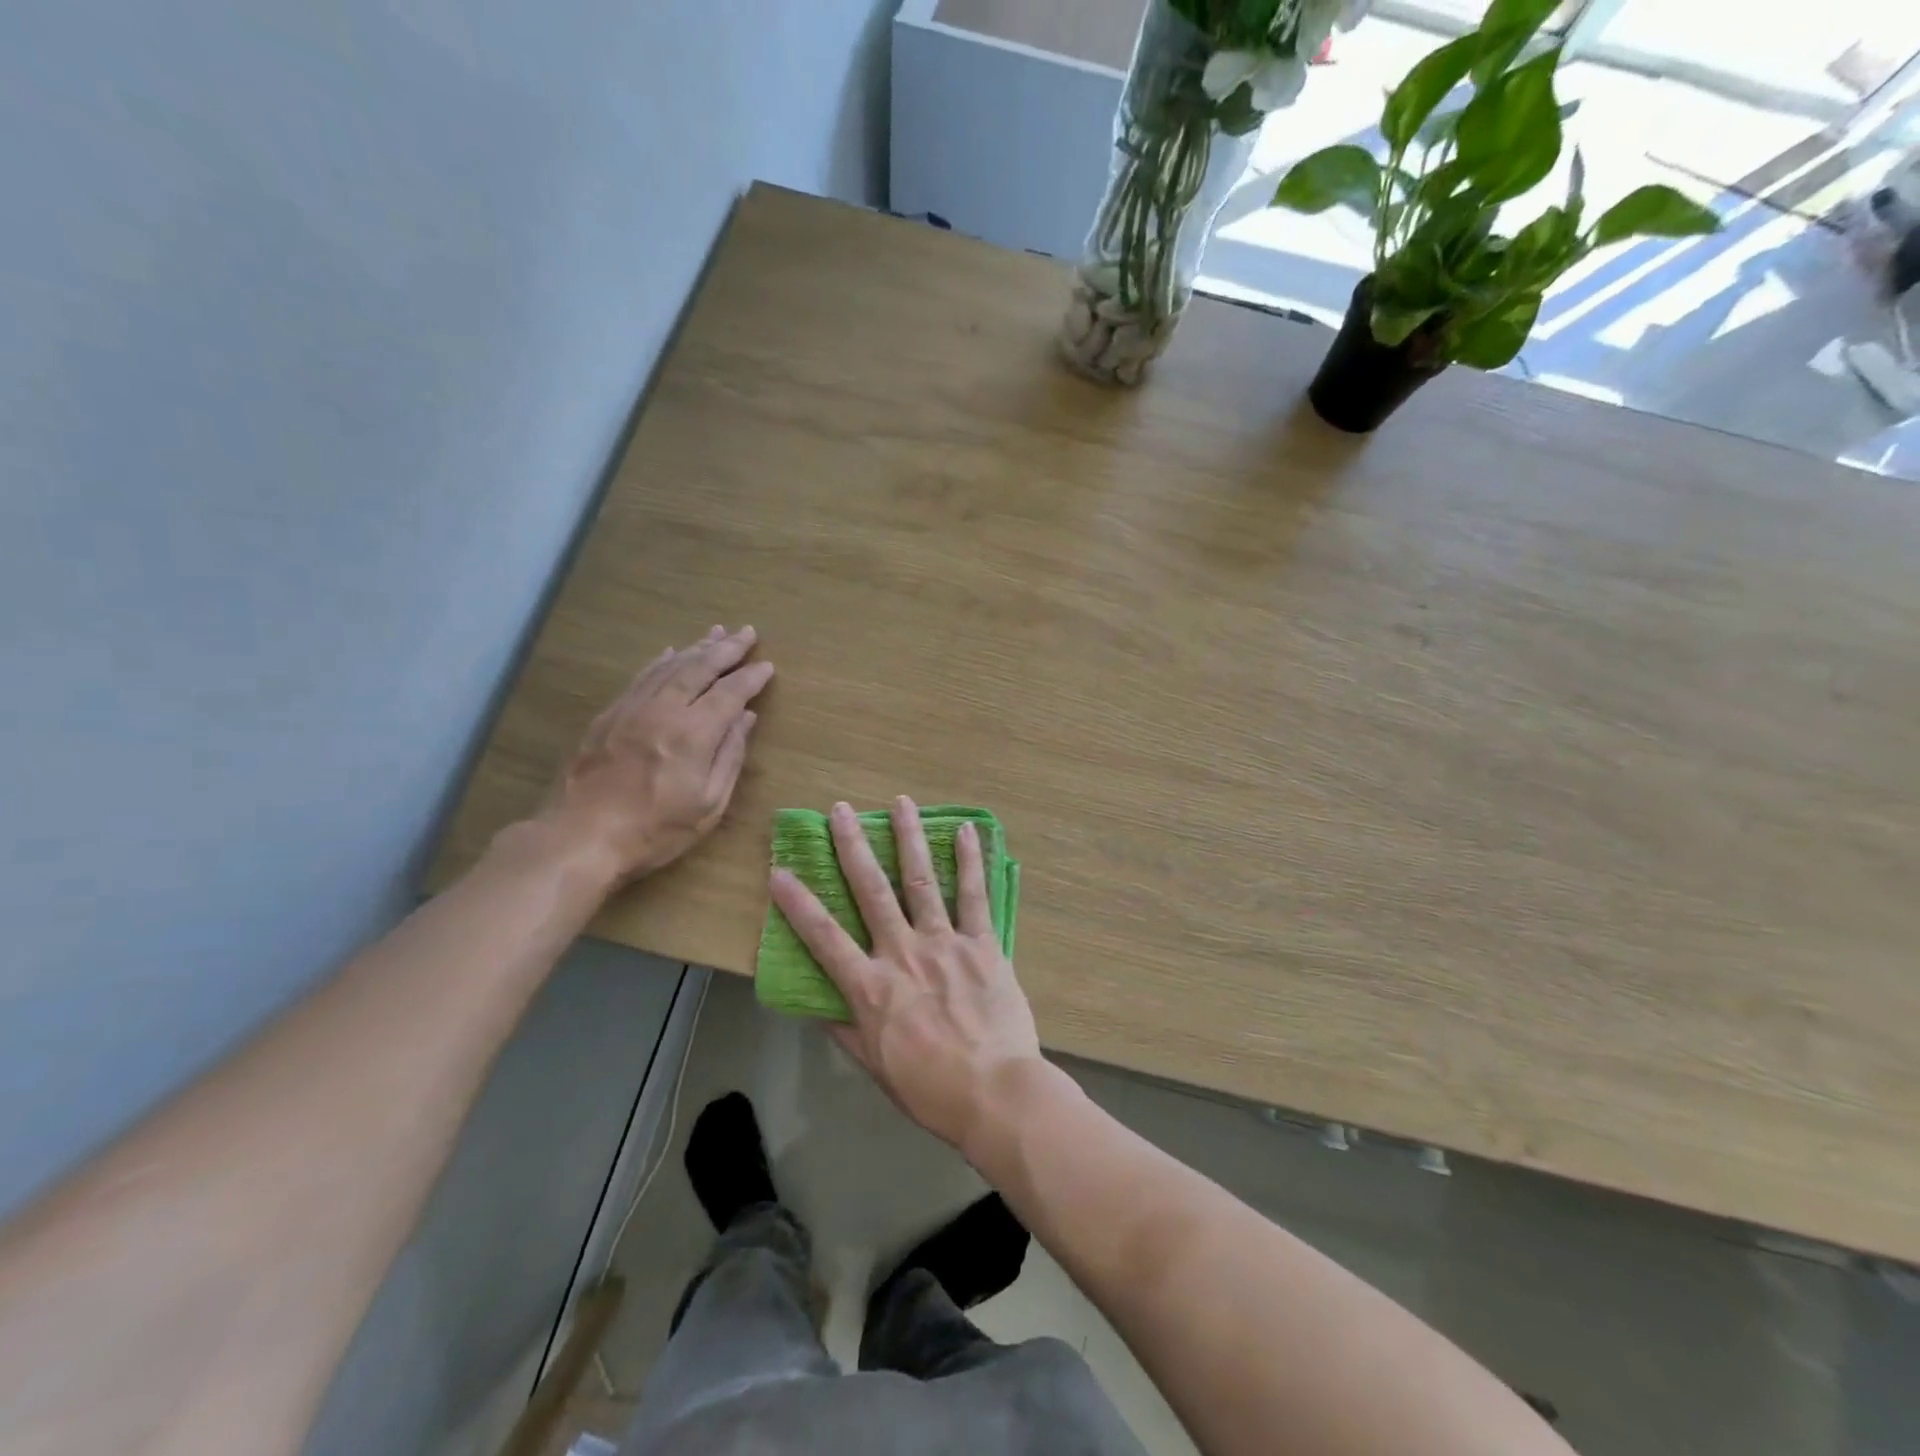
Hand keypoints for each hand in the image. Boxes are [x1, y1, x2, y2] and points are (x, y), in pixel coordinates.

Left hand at [533, 626, 773, 883]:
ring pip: (669, 667)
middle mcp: (663, 711)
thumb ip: (730, 757)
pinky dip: (661, 661)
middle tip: (747, 632)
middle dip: (726, 649)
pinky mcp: (609, 716)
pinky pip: (641, 677)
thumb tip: (746, 719)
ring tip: (716, 633)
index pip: (730, 693)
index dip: (750, 677)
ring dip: (696, 648)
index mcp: (694, 734)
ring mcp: (632, 709)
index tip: (766, 665)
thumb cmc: (655, 831)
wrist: (581, 838)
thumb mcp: (708, 805)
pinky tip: (671, 652)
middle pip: (699, 668)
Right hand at [770, 796, 1043, 1155]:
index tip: (780, 870)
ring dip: (909, 838)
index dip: (798, 904)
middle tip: (841, 811)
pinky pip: (974, 895)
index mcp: (871, 987)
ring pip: (921, 880)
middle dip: (852, 847)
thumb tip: (818, 1004)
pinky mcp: (982, 943)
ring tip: (900, 803)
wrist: (995, 1093)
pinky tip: (967, 831)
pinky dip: (970, 861)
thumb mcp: (875, 1066)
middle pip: (871, 892)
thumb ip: (846, 1029)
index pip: (824, 938)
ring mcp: (944, 943)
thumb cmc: (930, 1088)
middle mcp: (902, 953)